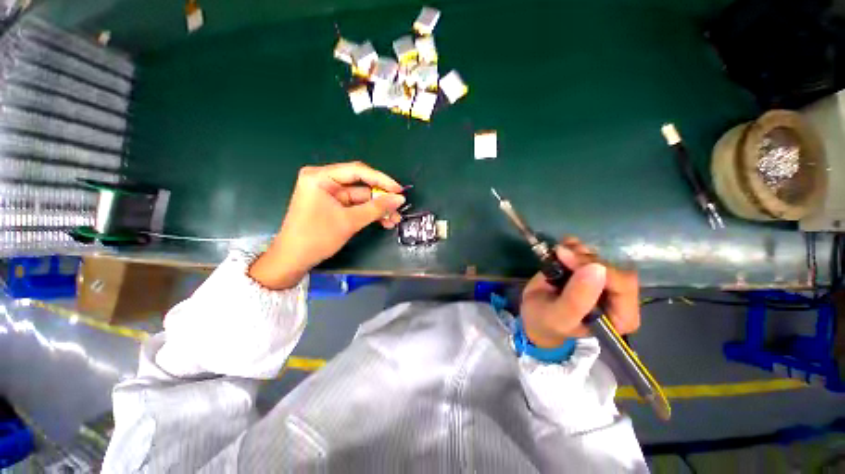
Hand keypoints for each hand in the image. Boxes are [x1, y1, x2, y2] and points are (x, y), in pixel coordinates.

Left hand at [249, 162, 405, 288]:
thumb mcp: (350, 221)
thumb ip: (377, 208)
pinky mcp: (332, 205)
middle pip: (361, 185)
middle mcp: (324, 180)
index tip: (399, 190)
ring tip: (394, 219)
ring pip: (361, 197)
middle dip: (381, 199)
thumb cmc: (317, 237)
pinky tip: (383, 221)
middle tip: (398, 208)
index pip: (358, 171)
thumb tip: (400, 199)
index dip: (382, 180)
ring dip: (378, 208)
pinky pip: (356, 206)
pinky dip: (369, 213)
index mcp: (321, 176)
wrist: (294, 260)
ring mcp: (328, 193)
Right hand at [520, 238, 639, 347]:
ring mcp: (603, 281)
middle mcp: (618, 297)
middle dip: (586, 258)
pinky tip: (563, 246)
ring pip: (602, 256)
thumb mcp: (559, 317)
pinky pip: (589, 252)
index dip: (598, 268)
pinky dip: (575, 245)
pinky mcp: (589, 270)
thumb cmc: (547, 323)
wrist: (532, 316)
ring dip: (579, 250)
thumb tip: (596, 269)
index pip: (623, 285)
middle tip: (561, 254)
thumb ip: (577, 299)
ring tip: (559, 251)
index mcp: (620, 317)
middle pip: (613, 267)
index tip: (568, 259)